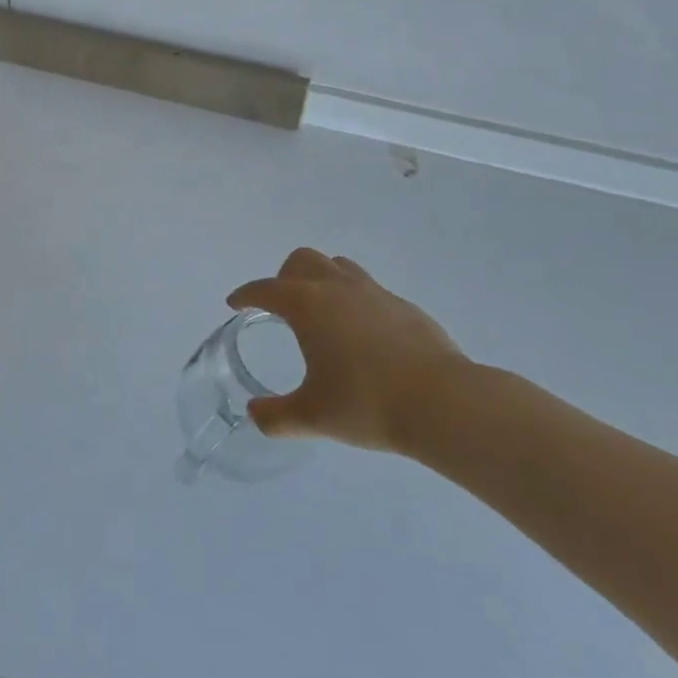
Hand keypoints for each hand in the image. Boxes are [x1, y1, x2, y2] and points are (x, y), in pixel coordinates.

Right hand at [228, 248, 474, 455]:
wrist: (442, 403)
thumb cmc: (366, 404)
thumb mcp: (311, 417)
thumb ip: (275, 416)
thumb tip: (255, 414)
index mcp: (307, 305)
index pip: (265, 289)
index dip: (246, 295)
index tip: (235, 303)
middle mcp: (337, 287)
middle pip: (302, 261)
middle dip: (283, 277)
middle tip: (280, 307)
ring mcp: (374, 292)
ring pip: (338, 267)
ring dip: (320, 280)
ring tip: (320, 312)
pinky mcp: (403, 306)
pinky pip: (368, 289)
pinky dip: (353, 300)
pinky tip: (361, 334)